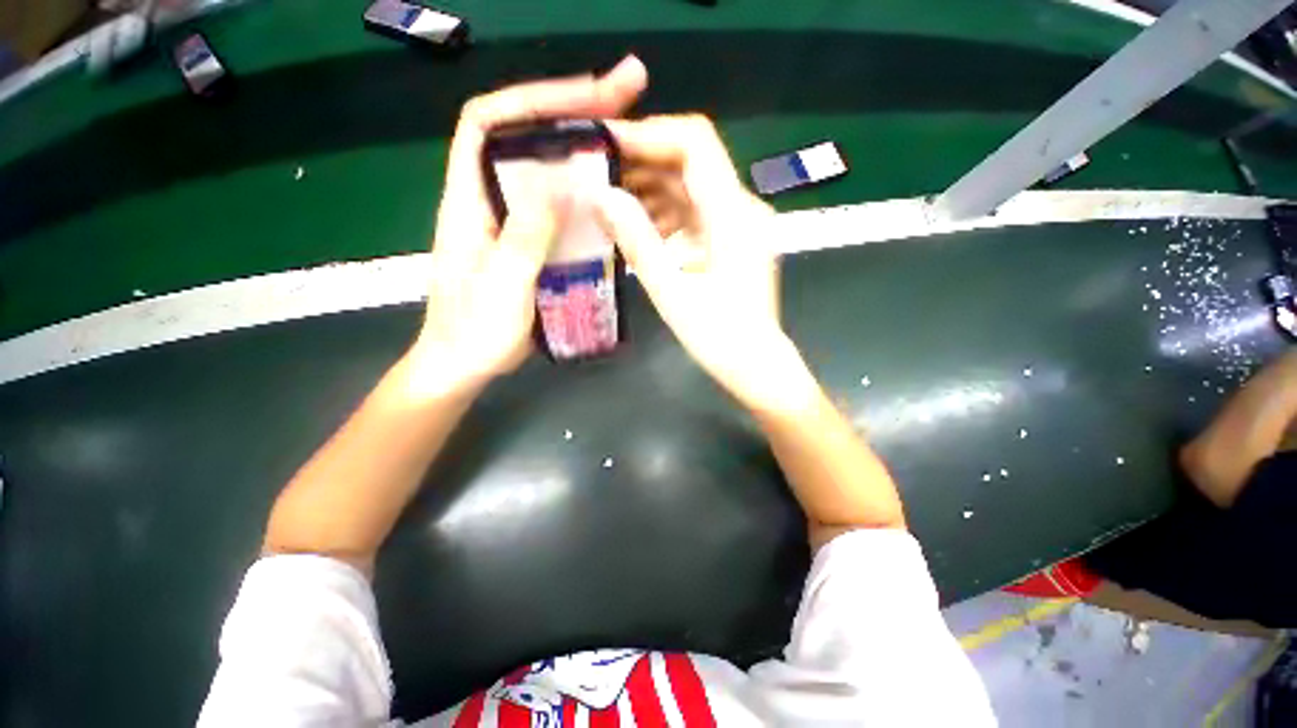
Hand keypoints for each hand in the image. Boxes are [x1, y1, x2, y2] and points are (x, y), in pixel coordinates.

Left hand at [411, 56, 648, 392]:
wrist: (466, 362)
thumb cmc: (475, 330)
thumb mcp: (501, 285)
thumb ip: (525, 236)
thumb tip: (559, 185)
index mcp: (469, 200)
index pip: (488, 122)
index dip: (532, 99)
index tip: (585, 95)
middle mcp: (490, 199)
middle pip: (527, 137)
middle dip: (575, 110)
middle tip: (628, 95)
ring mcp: (513, 221)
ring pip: (548, 170)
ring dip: (586, 149)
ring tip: (631, 135)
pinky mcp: (531, 243)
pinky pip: (560, 207)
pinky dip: (588, 194)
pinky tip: (615, 193)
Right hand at [592, 115, 809, 409]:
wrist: (756, 366)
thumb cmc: (719, 338)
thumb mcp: (671, 292)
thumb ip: (637, 240)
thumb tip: (600, 194)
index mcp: (734, 215)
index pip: (695, 144)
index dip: (648, 134)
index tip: (605, 144)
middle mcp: (742, 208)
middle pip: (691, 162)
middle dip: (641, 161)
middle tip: (596, 173)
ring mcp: (738, 223)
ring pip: (690, 186)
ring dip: (649, 188)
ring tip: (608, 201)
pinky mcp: (730, 239)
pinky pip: (694, 212)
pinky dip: (663, 213)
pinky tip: (636, 227)